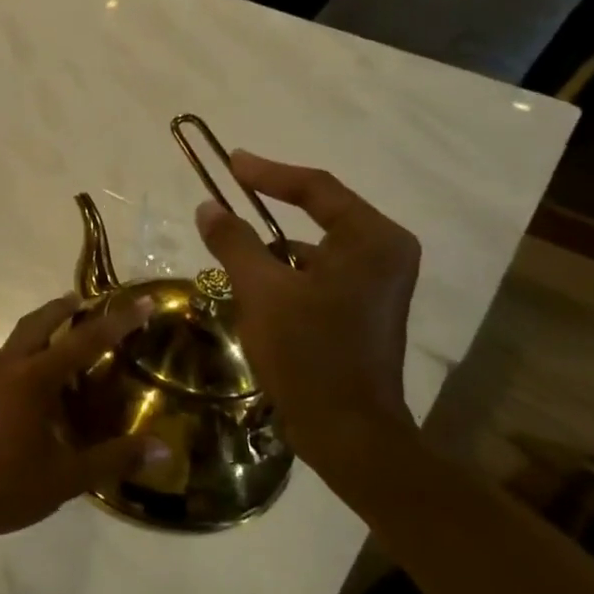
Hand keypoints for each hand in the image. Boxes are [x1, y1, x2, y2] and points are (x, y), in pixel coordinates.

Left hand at [0, 295, 169, 547]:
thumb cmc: (5, 483)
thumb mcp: (67, 476)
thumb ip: (113, 458)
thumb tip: (163, 448)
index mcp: (35, 377)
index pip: (85, 340)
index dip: (117, 321)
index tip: (142, 300)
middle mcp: (10, 367)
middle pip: (39, 323)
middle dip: (65, 308)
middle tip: (89, 302)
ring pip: (19, 339)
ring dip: (43, 328)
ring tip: (68, 336)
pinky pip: (8, 359)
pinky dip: (29, 352)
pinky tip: (41, 380)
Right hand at [193, 153, 421, 466]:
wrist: (347, 431)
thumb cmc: (308, 354)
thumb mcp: (262, 292)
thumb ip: (234, 243)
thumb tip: (208, 207)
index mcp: (372, 240)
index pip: (317, 188)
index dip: (268, 172)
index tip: (230, 162)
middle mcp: (385, 253)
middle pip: (321, 214)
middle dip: (272, 208)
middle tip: (230, 194)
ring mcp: (379, 283)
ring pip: (316, 248)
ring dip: (275, 248)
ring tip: (233, 252)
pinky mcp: (365, 308)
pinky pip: (320, 274)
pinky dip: (288, 274)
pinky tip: (256, 290)